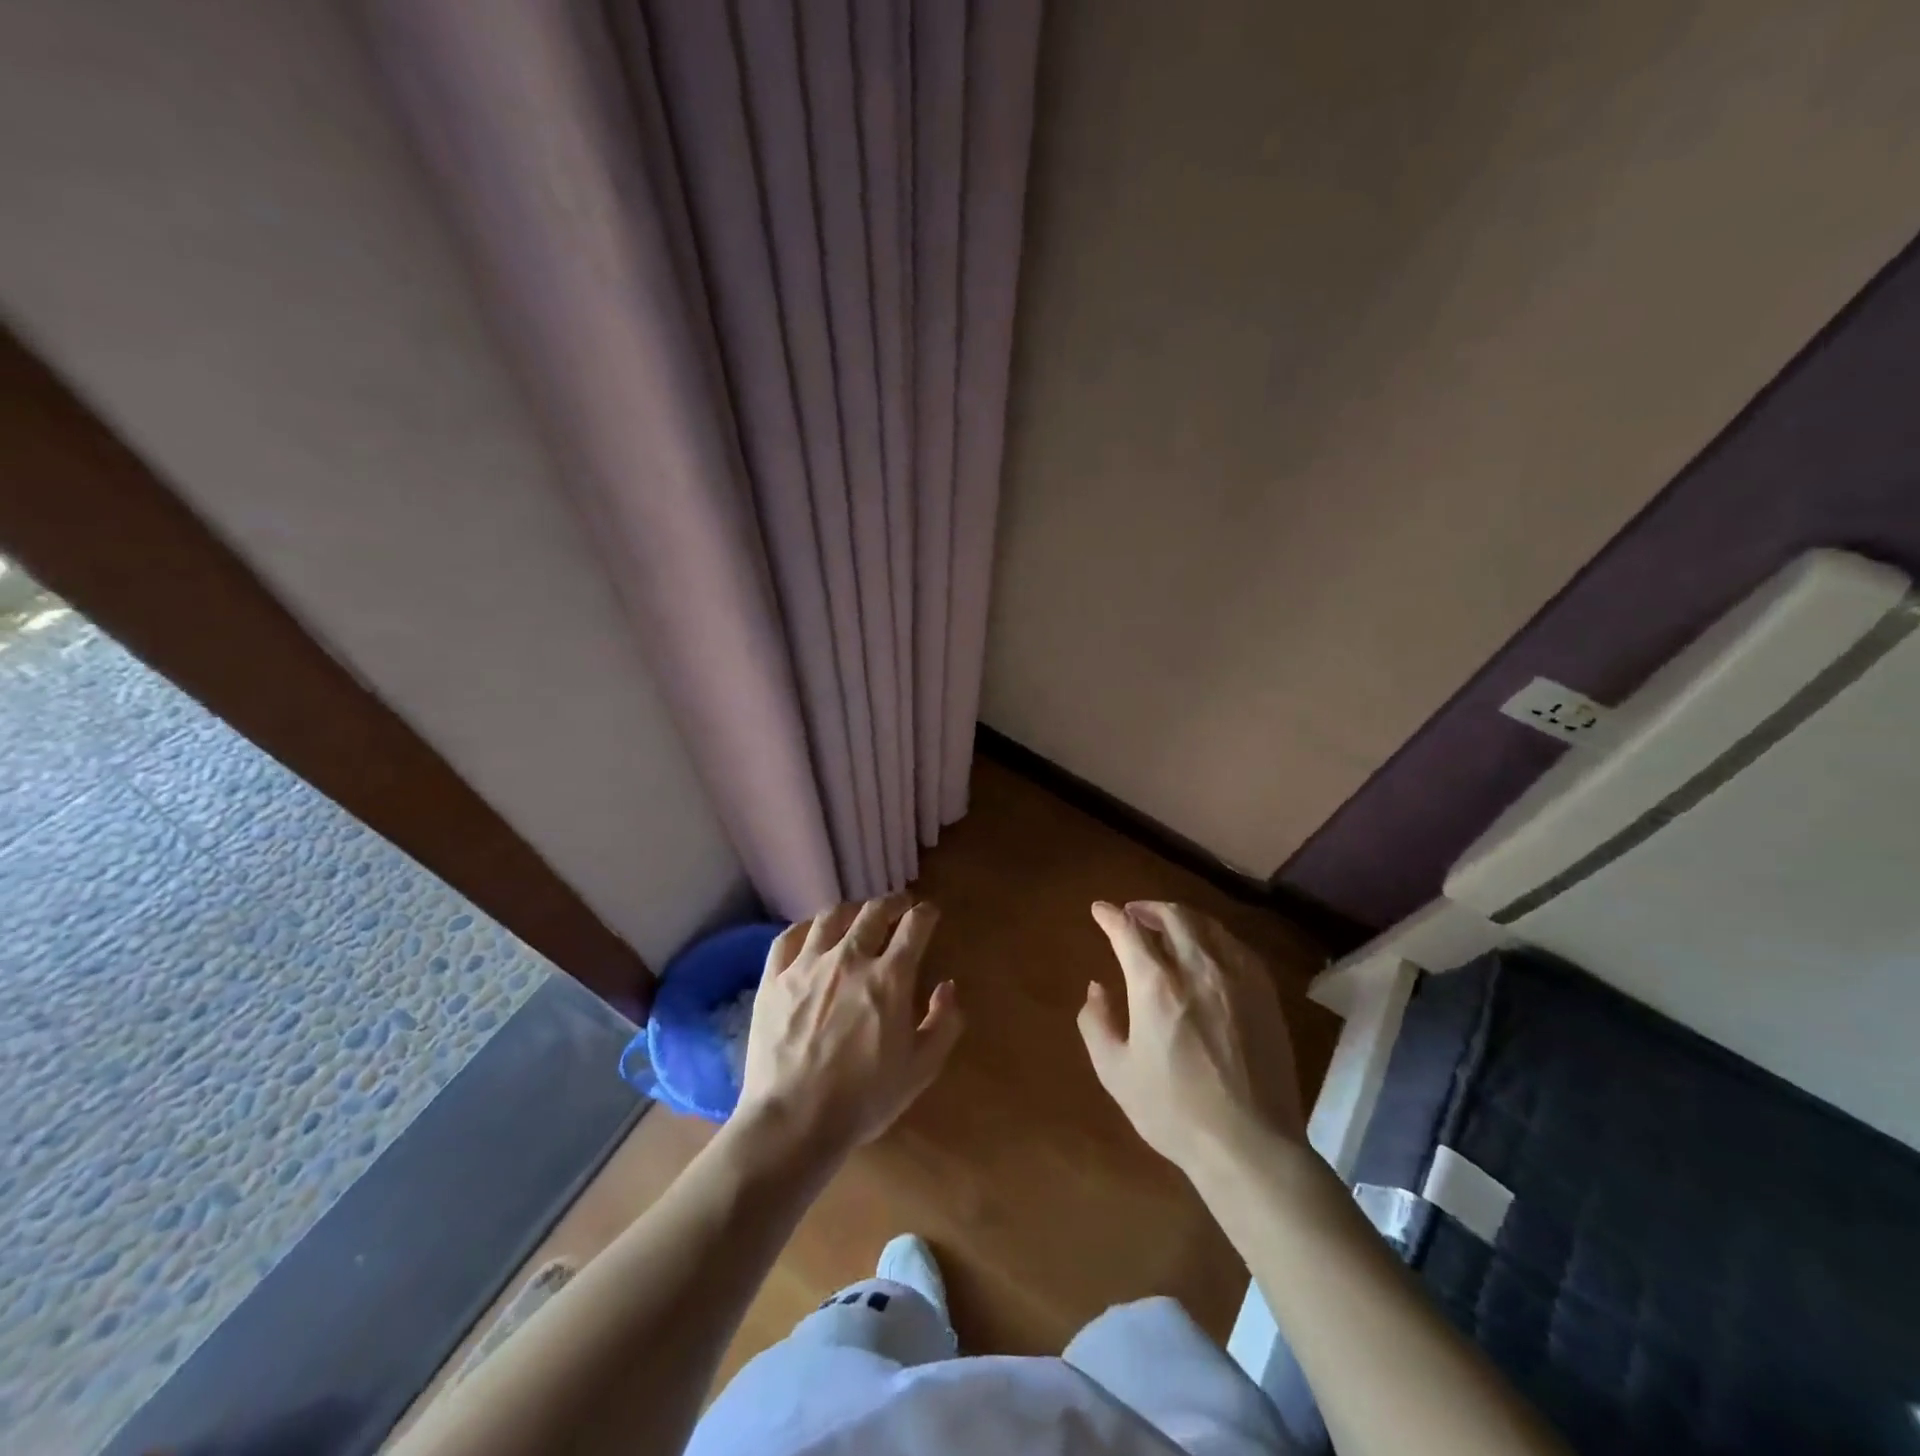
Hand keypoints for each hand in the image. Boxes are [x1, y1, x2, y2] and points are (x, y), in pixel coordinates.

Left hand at [736, 894, 961, 1160]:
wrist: (794, 1122)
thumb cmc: (864, 1099)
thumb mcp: (921, 1069)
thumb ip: (943, 1023)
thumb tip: (947, 986)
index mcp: (890, 977)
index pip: (915, 926)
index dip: (926, 913)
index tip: (929, 913)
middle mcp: (850, 958)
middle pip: (873, 911)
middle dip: (892, 903)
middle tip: (898, 906)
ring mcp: (807, 965)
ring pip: (831, 917)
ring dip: (851, 910)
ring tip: (856, 915)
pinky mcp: (774, 979)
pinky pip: (788, 938)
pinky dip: (805, 928)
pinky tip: (811, 933)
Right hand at [1079, 901, 1302, 1175]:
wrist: (1249, 1145)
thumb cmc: (1173, 1111)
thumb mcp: (1115, 1072)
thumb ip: (1096, 1022)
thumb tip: (1097, 987)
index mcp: (1156, 986)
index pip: (1128, 931)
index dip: (1110, 916)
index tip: (1099, 910)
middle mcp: (1197, 968)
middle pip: (1173, 916)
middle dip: (1147, 908)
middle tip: (1133, 914)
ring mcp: (1237, 977)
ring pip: (1207, 925)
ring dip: (1181, 918)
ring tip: (1168, 927)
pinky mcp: (1264, 992)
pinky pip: (1236, 945)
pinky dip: (1213, 936)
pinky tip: (1207, 950)